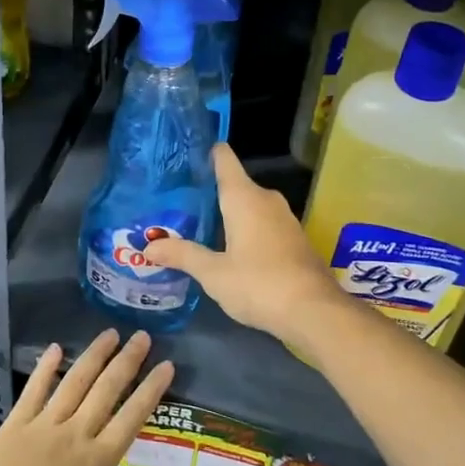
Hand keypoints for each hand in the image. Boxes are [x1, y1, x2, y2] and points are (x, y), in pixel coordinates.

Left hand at [0, 329, 174, 465]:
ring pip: (74, 382)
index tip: (166, 365)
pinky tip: (55, 349)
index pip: (131, 416)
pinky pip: (33, 390)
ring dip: (93, 356)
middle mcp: (74, 434)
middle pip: (106, 389)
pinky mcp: (14, 427)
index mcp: (97, 462)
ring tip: (109, 333)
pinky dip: (45, 368)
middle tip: (142, 336)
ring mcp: (42, 427)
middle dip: (127, 361)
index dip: (151, 389)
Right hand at [142, 143, 340, 344]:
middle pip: (234, 184)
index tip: (184, 156)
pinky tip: (229, 248)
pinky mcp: (294, 239)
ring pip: (250, 206)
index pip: (224, 159)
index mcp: (244, 197)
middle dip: (209, 192)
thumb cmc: (259, 284)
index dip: (206, 153)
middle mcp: (266, 199)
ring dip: (228, 214)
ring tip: (198, 225)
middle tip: (178, 203)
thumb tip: (148, 246)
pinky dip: (245, 229)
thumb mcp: (213, 273)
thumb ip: (182, 254)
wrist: (315, 312)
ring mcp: (285, 218)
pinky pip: (263, 223)